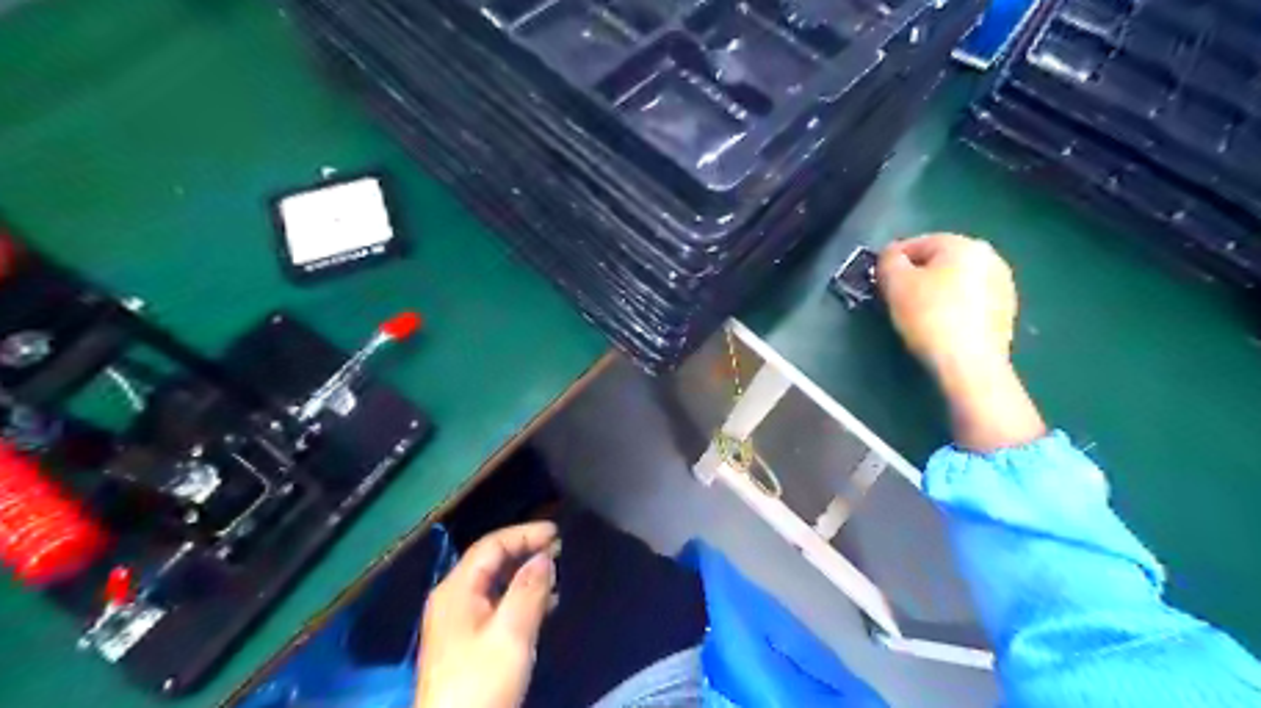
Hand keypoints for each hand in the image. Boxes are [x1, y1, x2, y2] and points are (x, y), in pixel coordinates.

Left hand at [417, 520, 558, 707]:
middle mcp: (453, 599)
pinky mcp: (466, 642)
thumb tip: (544, 556)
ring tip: (557, 572)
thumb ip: (529, 590)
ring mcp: (457, 621)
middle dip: (525, 550)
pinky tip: (544, 605)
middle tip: (560, 548)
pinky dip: (520, 596)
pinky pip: (495, 604)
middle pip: (491, 561)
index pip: (491, 545)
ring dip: (525, 574)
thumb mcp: (511, 634)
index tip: (557, 533)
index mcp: (456, 590)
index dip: (524, 533)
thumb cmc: (481, 682)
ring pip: (494, 583)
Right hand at [881, 236, 1044, 450]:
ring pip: (956, 282)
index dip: (892, 262)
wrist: (969, 364)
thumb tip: (891, 257)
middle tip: (895, 299)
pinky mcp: (1006, 314)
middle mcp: (990, 258)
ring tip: (916, 316)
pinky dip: (952, 309)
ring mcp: (1003, 286)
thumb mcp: (895, 283)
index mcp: (964, 244)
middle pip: (939, 262)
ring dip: (935, 293)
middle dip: (916, 277)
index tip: (879, 282)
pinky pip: (969, 303)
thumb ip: (888, 260)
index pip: (916, 243)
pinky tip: (939, 328)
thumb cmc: (929, 316)